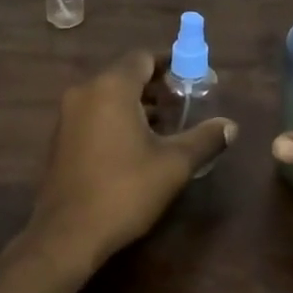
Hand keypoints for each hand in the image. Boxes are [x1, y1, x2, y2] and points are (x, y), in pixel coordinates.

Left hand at [24, 51, 235, 276]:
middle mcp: (86, 91)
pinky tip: (136, 146)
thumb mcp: (173, 165)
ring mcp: (68, 114)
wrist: (66, 235)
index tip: (192, 80)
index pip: (144, 58)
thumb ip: (204, 138)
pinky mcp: (61, 138)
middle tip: (184, 105)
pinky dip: (116, 119)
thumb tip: (231, 126)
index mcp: (111, 87)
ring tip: (165, 127)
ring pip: (109, 96)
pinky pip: (94, 114)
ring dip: (137, 104)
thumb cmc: (124, 191)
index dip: (170, 65)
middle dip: (156, 87)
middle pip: (126, 74)